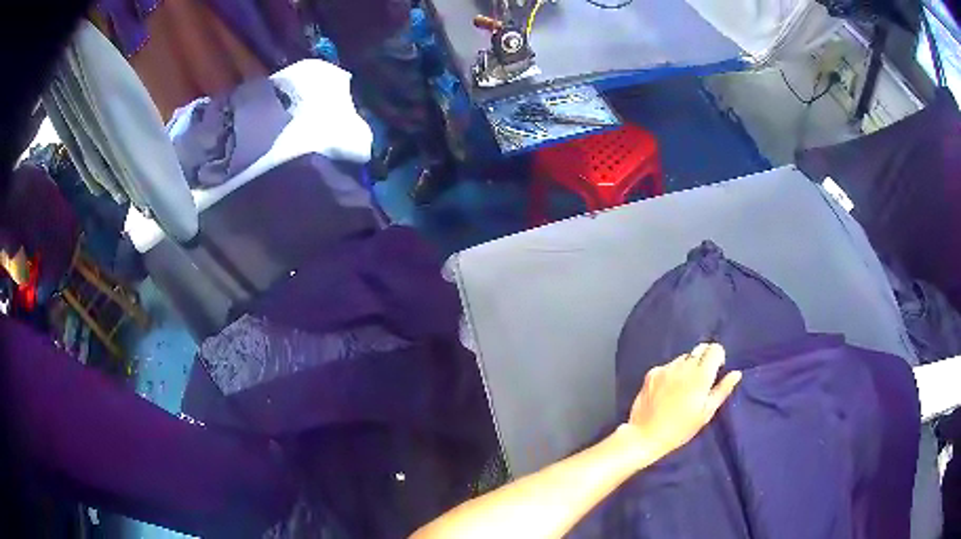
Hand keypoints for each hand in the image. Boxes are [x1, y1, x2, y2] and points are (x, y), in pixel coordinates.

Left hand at [622, 343, 740, 464]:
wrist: (645, 436)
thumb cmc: (680, 429)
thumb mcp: (706, 413)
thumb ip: (722, 390)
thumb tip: (736, 373)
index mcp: (700, 375)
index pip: (715, 348)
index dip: (718, 357)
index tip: (716, 371)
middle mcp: (683, 366)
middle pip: (699, 349)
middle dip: (704, 358)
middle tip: (701, 380)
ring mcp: (665, 368)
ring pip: (683, 358)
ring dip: (687, 367)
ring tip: (683, 389)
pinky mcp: (651, 373)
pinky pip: (667, 366)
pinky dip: (671, 373)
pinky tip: (667, 392)